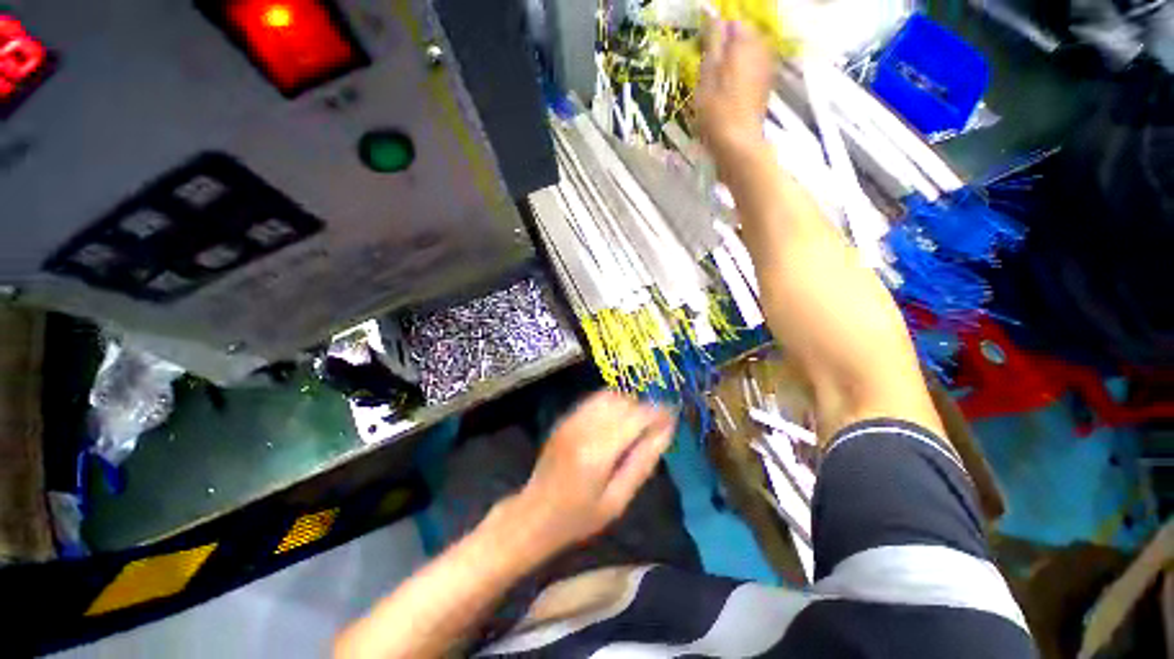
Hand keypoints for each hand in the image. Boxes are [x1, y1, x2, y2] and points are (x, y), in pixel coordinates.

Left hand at [513, 391, 675, 552]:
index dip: (658, 412)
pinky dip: (611, 403)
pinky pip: (594, 399)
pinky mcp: (565, 418)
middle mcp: (584, 427)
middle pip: (624, 401)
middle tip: (655, 426)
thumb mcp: (618, 500)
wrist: (534, 513)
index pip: (636, 416)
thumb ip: (643, 461)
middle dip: (645, 407)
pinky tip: (616, 421)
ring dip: (628, 403)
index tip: (672, 417)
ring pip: (610, 395)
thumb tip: (666, 430)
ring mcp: (571, 419)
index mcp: (598, 452)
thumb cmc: (579, 517)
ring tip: (636, 424)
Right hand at [695, 20, 773, 173]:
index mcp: (743, 45)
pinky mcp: (765, 88)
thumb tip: (713, 16)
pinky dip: (742, 72)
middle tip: (710, 63)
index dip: (717, 31)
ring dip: (735, 58)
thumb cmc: (716, 113)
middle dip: (728, 44)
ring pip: (750, 53)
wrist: (737, 145)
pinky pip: (754, 69)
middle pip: (745, 36)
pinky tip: (730, 88)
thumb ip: (712, 44)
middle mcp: (759, 51)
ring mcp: (765, 70)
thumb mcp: (706, 77)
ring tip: (719, 77)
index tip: (704, 46)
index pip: (733, 22)